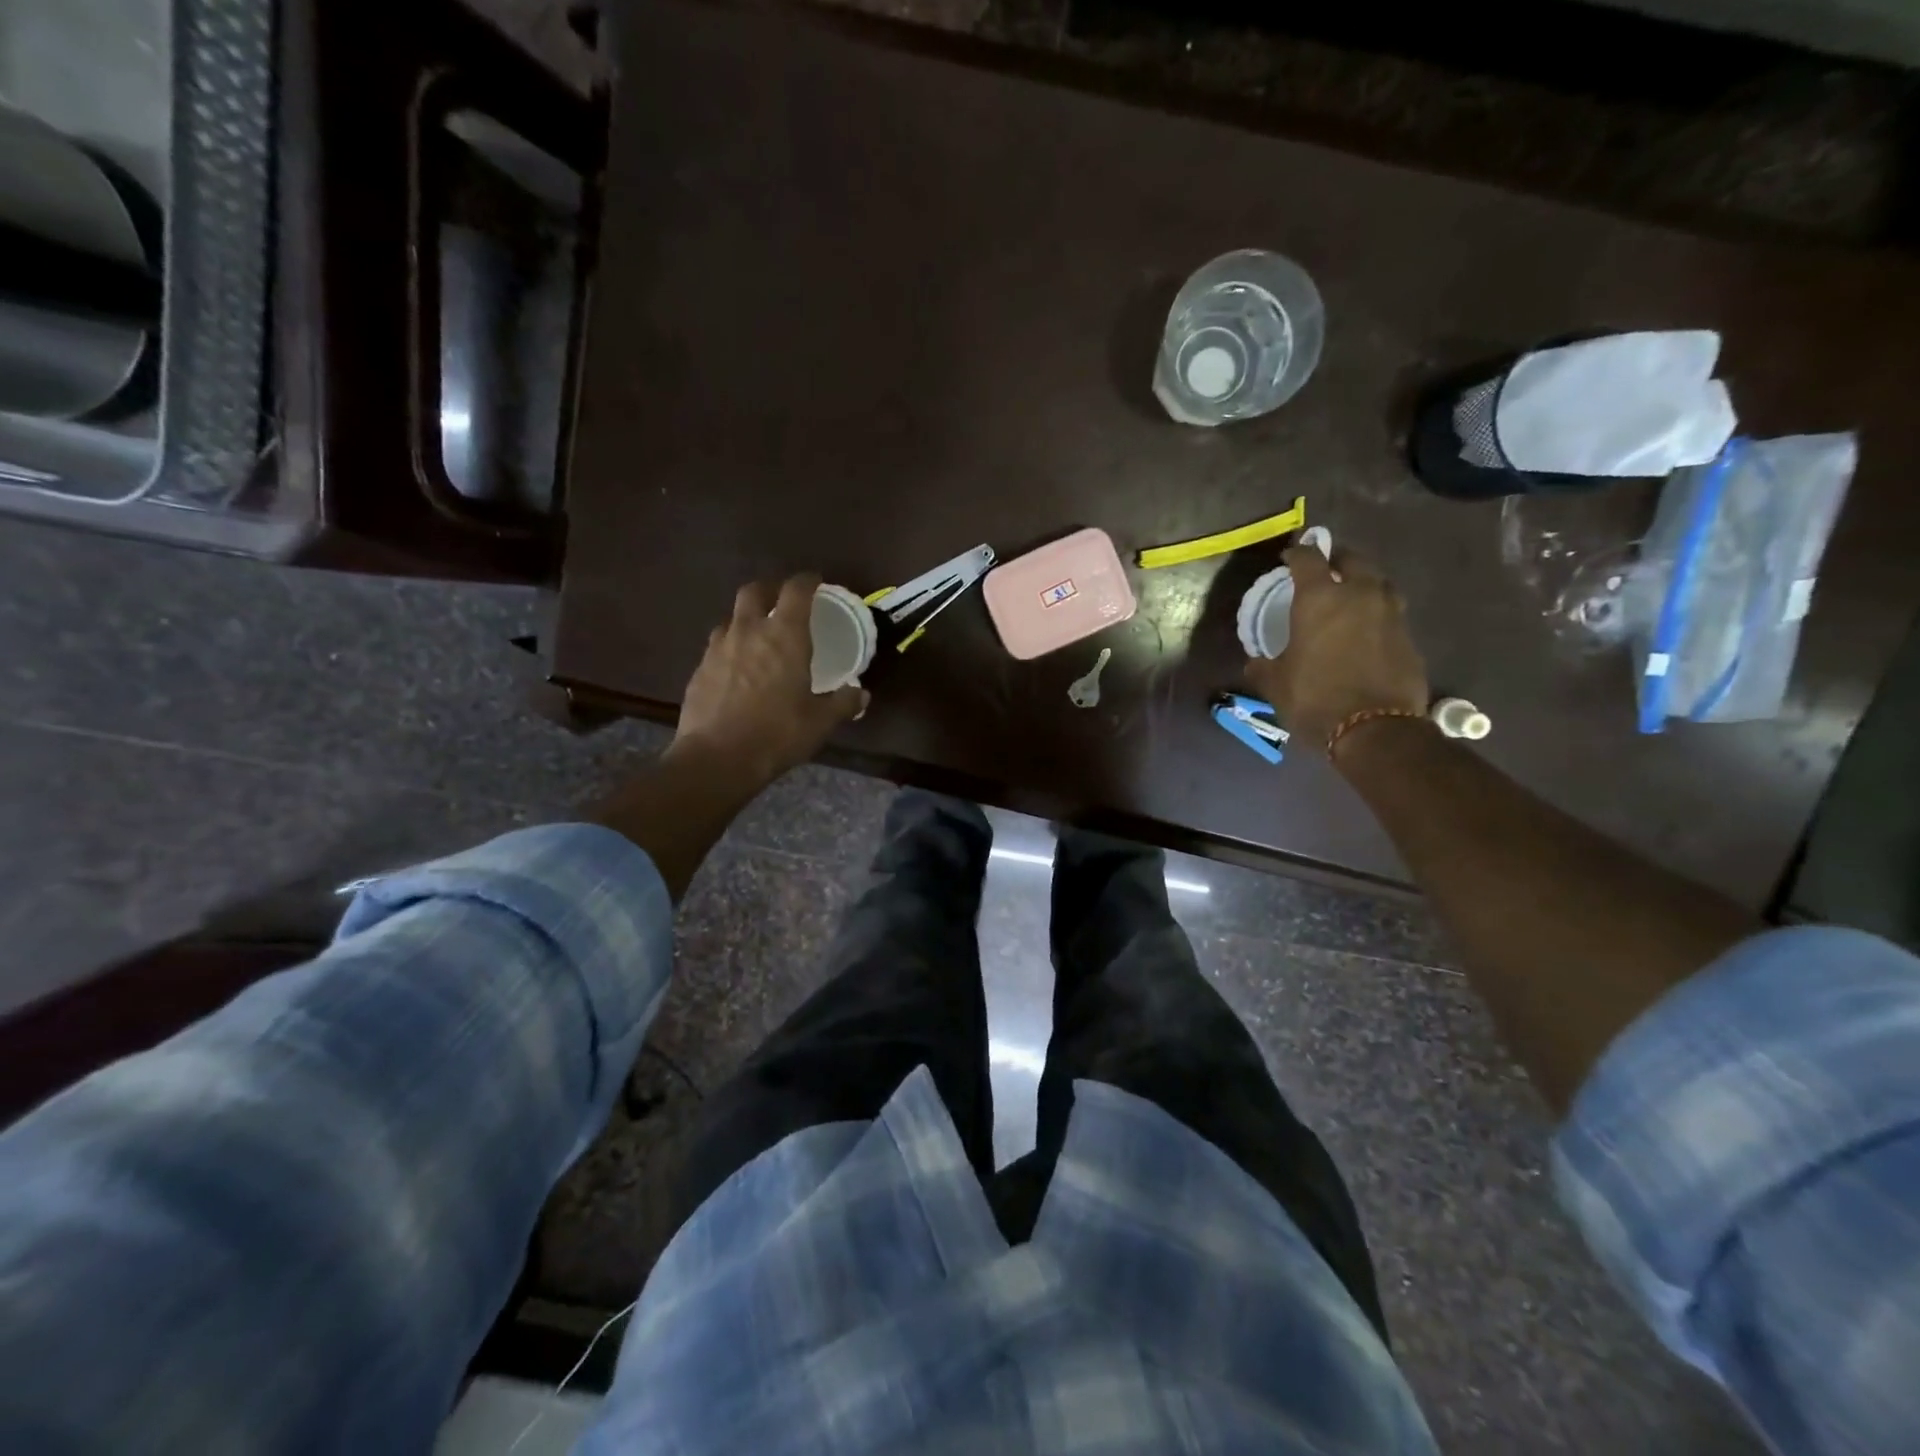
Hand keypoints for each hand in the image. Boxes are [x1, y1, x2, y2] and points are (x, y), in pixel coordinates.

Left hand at [670, 574, 866, 785]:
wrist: (717, 758)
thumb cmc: (778, 734)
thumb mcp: (820, 722)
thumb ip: (842, 703)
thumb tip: (861, 694)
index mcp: (785, 635)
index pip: (796, 590)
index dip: (807, 581)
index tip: (816, 582)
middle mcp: (748, 631)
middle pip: (754, 591)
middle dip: (769, 590)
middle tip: (782, 602)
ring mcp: (718, 648)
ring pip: (731, 618)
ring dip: (746, 619)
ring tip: (758, 637)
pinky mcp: (699, 669)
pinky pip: (717, 646)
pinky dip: (730, 648)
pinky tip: (737, 669)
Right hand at [1244, 545, 1428, 750]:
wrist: (1375, 730)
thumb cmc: (1315, 698)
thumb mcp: (1275, 684)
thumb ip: (1263, 666)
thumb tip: (1255, 662)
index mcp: (1320, 598)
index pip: (1308, 559)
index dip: (1297, 553)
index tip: (1289, 556)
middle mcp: (1360, 595)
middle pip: (1352, 560)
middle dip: (1336, 560)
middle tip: (1324, 569)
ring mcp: (1391, 614)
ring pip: (1379, 582)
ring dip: (1363, 582)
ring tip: (1350, 595)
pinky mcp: (1409, 637)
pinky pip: (1390, 613)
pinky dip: (1377, 613)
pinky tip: (1366, 629)